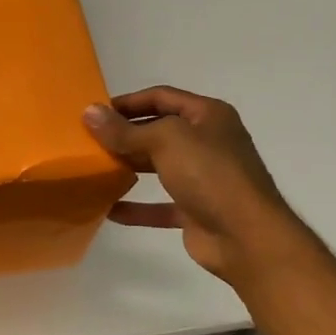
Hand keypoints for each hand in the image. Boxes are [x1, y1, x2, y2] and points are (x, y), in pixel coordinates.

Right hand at [84, 86, 289, 282]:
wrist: (246, 237)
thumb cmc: (210, 174)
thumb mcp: (165, 140)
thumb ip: (124, 130)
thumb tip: (89, 112)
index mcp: (208, 116)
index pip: (161, 96)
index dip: (128, 102)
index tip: (95, 112)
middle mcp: (208, 142)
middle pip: (158, 130)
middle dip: (125, 135)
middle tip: (89, 140)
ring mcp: (203, 178)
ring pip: (159, 166)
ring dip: (130, 166)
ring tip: (95, 168)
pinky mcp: (196, 210)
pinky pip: (160, 205)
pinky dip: (137, 207)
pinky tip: (109, 208)